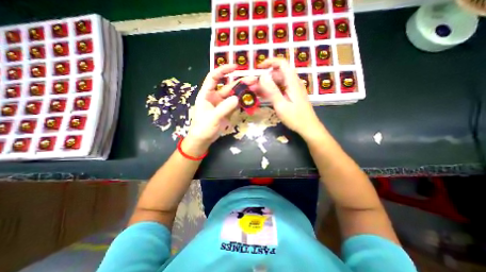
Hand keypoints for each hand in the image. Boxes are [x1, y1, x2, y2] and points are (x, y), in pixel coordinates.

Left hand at [188, 64, 259, 147]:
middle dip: (240, 82)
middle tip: (253, 80)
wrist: (203, 139)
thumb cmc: (203, 127)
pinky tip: (251, 99)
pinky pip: (237, 104)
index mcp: (207, 94)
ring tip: (255, 89)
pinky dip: (243, 102)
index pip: (214, 77)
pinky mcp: (228, 111)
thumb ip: (224, 108)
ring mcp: (223, 104)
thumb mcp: (212, 117)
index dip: (223, 70)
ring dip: (244, 92)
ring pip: (234, 95)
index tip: (235, 67)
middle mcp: (215, 96)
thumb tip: (237, 98)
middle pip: (228, 86)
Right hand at [258, 57, 321, 137]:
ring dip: (266, 85)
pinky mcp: (291, 95)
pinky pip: (280, 89)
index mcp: (292, 82)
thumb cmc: (295, 118)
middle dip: (264, 77)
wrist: (308, 128)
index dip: (270, 62)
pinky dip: (271, 91)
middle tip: (252, 85)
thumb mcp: (281, 105)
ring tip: (254, 91)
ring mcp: (292, 90)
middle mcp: (293, 83)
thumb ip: (272, 91)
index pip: (282, 64)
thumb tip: (262, 76)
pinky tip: (263, 95)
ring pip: (278, 82)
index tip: (258, 68)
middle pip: (278, 74)